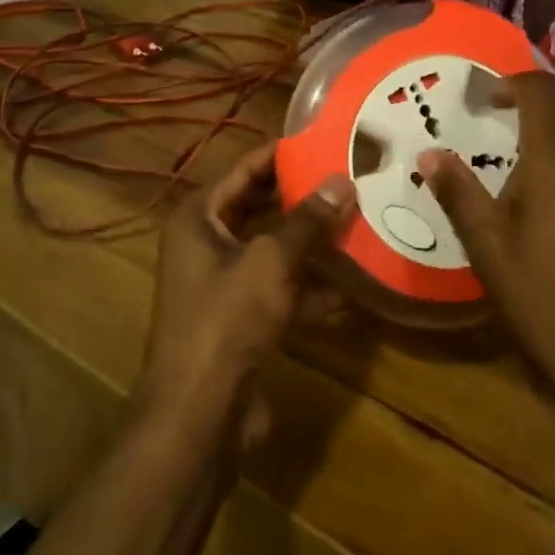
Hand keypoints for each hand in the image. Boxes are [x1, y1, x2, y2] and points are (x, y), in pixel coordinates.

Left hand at [135, 145, 353, 447]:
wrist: (199, 413)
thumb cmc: (227, 319)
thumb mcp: (271, 262)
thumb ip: (308, 221)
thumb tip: (343, 181)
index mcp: (198, 218)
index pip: (244, 170)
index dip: (281, 154)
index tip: (324, 141)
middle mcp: (206, 244)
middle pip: (258, 207)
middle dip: (301, 197)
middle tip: (346, 179)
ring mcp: (222, 284)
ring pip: (271, 250)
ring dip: (309, 242)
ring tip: (356, 222)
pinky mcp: (240, 319)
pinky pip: (279, 290)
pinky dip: (308, 287)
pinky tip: (350, 287)